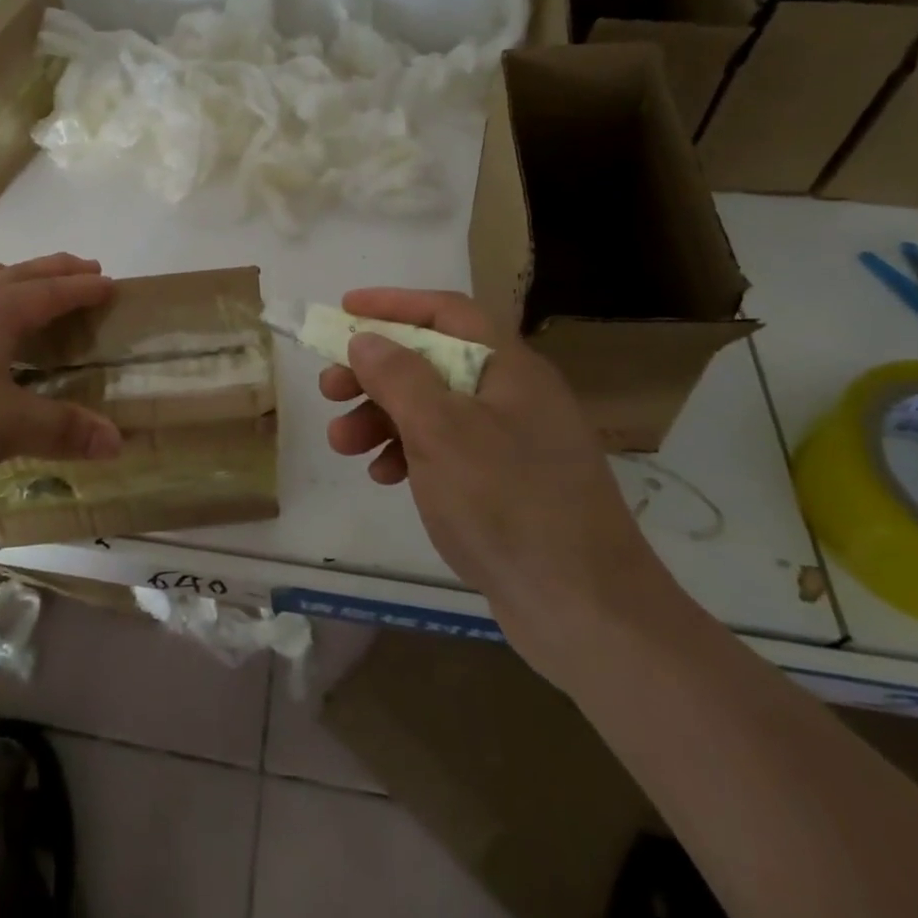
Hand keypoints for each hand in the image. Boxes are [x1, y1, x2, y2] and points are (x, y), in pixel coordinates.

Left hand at [0, 254, 122, 517]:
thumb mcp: (1, 429)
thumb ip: (61, 430)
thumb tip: (119, 441)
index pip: (50, 291)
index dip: (84, 287)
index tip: (112, 282)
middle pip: (16, 275)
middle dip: (54, 271)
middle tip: (83, 271)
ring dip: (13, 283)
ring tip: (29, 294)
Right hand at [319, 288, 680, 678]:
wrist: (587, 613)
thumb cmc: (507, 503)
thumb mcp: (440, 430)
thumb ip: (398, 376)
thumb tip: (366, 338)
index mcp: (508, 367)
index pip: (446, 312)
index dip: (393, 304)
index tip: (344, 310)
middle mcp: (513, 395)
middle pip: (433, 361)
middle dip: (375, 372)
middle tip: (329, 389)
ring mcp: (513, 443)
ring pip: (434, 409)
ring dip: (383, 418)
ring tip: (342, 444)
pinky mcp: (507, 486)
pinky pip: (447, 451)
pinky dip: (409, 453)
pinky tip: (383, 476)